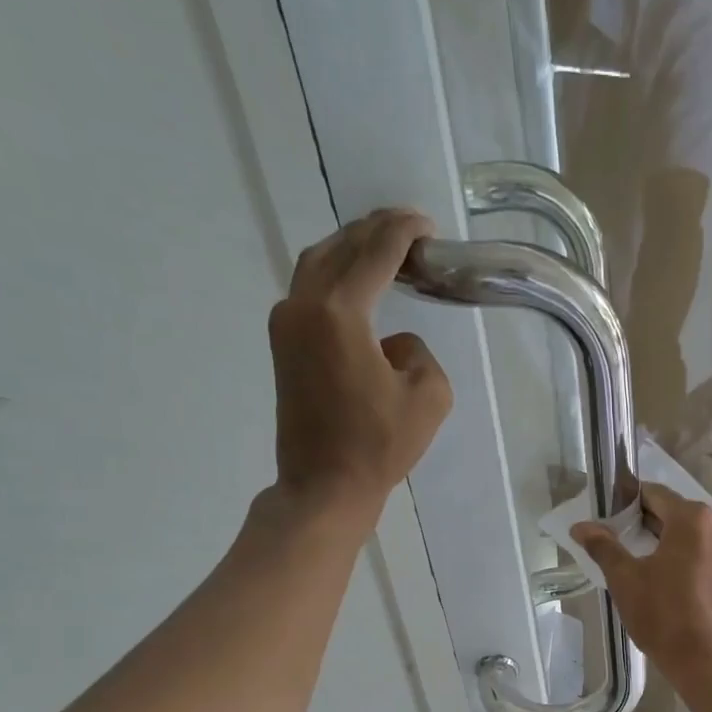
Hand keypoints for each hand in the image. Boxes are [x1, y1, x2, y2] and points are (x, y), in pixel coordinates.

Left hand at [267, 208, 451, 524]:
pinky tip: (360, 285)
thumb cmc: (379, 445)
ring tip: (385, 249)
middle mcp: (303, 305)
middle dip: (375, 232)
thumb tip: (392, 343)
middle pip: (340, 247)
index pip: (376, 253)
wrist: (324, 485)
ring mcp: (285, 323)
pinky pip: (310, 289)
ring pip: (318, 263)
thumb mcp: (429, 395)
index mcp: (340, 313)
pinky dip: (337, 275)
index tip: (428, 226)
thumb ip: (417, 351)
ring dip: (351, 249)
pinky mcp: (282, 344)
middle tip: (410, 229)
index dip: (404, 232)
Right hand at [571, 482, 711, 683]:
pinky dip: (688, 557)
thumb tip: (580, 526)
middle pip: (675, 513)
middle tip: (620, 544)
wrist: (708, 661)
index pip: (654, 494)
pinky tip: (670, 580)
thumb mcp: (625, 579)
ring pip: (693, 534)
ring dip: (668, 541)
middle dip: (647, 524)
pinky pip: (708, 552)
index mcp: (693, 517)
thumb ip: (603, 546)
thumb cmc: (664, 615)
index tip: (608, 519)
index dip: (627, 503)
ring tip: (643, 564)